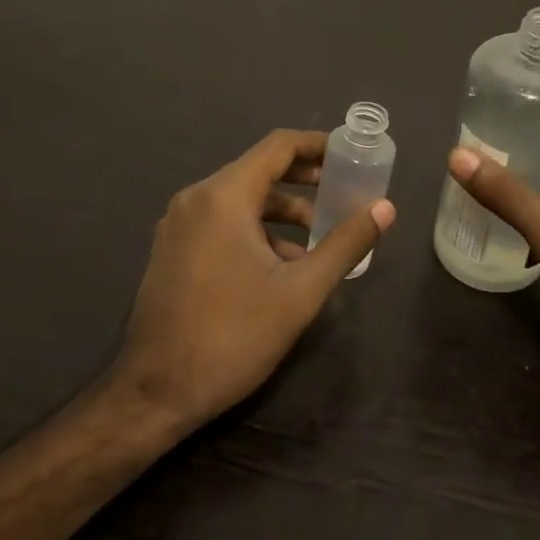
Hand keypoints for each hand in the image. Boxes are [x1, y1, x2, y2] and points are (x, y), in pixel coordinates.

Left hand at [111, 128, 394, 430]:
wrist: (153, 394)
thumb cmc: (231, 336)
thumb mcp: (300, 292)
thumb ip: (345, 244)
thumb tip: (386, 208)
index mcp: (224, 196)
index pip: (278, 146)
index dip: (318, 145)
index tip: (351, 154)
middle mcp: (196, 198)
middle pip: (259, 169)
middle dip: (304, 178)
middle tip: (343, 190)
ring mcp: (179, 224)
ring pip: (240, 198)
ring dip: (282, 209)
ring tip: (320, 234)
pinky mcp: (172, 249)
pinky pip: (222, 220)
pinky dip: (256, 228)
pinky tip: (282, 262)